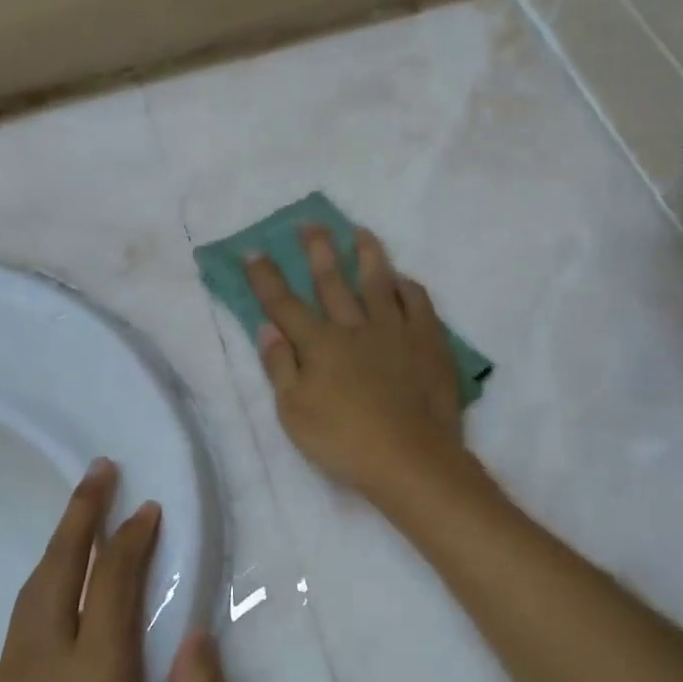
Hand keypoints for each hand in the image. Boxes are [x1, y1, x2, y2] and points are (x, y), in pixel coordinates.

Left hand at [0, 460, 222, 681]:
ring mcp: (15, 667)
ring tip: (77, 513)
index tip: (148, 508)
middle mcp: (49, 650)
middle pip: (63, 563)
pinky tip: (54, 584)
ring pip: (36, 583)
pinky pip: (24, 610)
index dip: (132, 537)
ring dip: (60, 539)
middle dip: (82, 511)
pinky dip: (45, 576)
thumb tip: (201, 636)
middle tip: (99, 470)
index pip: (114, 578)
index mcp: (95, 662)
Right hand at [244, 226, 466, 497]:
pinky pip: (418, 303)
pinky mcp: (428, 341)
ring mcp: (395, 330)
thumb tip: (267, 327)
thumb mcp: (295, 412)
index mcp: (319, 344)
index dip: (266, 277)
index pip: (285, 304)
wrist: (411, 458)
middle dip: (317, 250)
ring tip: (360, 231)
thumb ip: (280, 366)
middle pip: (332, 281)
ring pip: (378, 282)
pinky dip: (408, 287)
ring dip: (367, 254)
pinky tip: (403, 279)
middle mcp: (355, 327)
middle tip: (310, 223)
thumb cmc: (344, 441)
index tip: (254, 251)